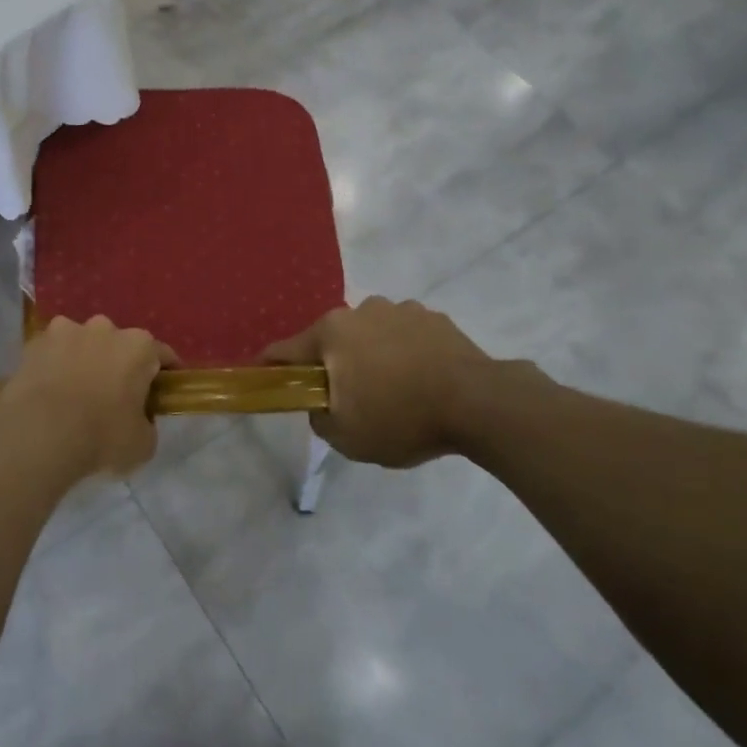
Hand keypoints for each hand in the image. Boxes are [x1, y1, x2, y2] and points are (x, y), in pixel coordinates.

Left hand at [0, 316, 177, 477]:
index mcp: (138, 346)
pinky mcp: (34, 342)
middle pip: (119, 344)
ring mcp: (66, 330)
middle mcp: (105, 328)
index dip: (165, 374)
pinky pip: (52, 352)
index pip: (162, 355)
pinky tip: (48, 390)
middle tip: (114, 396)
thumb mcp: (143, 444)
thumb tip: (139, 420)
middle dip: (119, 364)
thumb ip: (147, 424)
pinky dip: (53, 365)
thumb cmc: (101, 437)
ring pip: (82, 342)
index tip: (162, 393)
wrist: (39, 433)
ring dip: (83, 359)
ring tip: (74, 391)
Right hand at [261, 297, 534, 467]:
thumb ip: (319, 418)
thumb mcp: (345, 436)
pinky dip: (404, 353)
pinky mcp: (434, 318)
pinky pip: (405, 336)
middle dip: (333, 364)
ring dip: (371, 355)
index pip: (285, 349)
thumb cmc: (401, 417)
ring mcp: (400, 310)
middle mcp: (360, 311)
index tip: (266, 378)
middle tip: (347, 397)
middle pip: (332, 340)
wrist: (480, 403)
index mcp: (331, 333)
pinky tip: (421, 381)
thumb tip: (321, 405)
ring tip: (393, 390)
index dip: (271, 366)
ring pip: (370, 335)